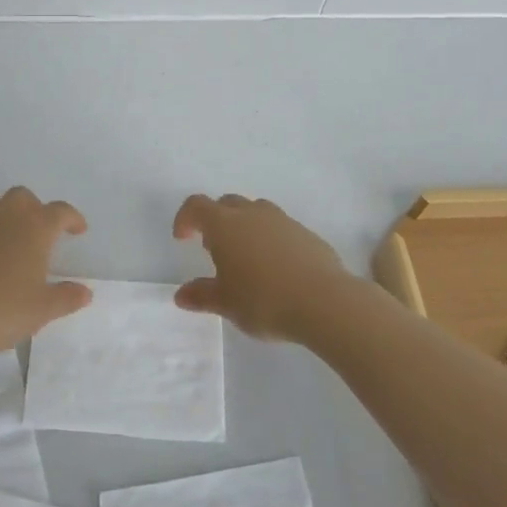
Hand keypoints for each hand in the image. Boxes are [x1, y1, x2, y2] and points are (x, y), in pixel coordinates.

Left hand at [0, 187, 91, 361]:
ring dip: (6, 215)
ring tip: (11, 241)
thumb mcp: (43, 310)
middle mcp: (5, 218)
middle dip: (36, 209)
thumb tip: (85, 292)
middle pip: (23, 197)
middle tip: (41, 233)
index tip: (78, 230)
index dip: (72, 218)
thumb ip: (67, 297)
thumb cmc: (1, 311)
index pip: (60, 212)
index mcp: (34, 229)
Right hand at [171, 194, 365, 342]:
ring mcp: (283, 220)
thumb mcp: (226, 303)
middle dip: (216, 220)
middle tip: (215, 249)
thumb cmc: (264, 300)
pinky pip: (280, 227)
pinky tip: (277, 268)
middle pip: (227, 203)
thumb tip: (181, 295)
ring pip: (256, 211)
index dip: (185, 218)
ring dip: (245, 226)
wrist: (324, 301)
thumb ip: (202, 295)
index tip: (183, 238)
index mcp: (225, 225)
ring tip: (247, 257)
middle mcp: (252, 214)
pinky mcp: (306, 233)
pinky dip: (270, 239)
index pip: (197, 206)